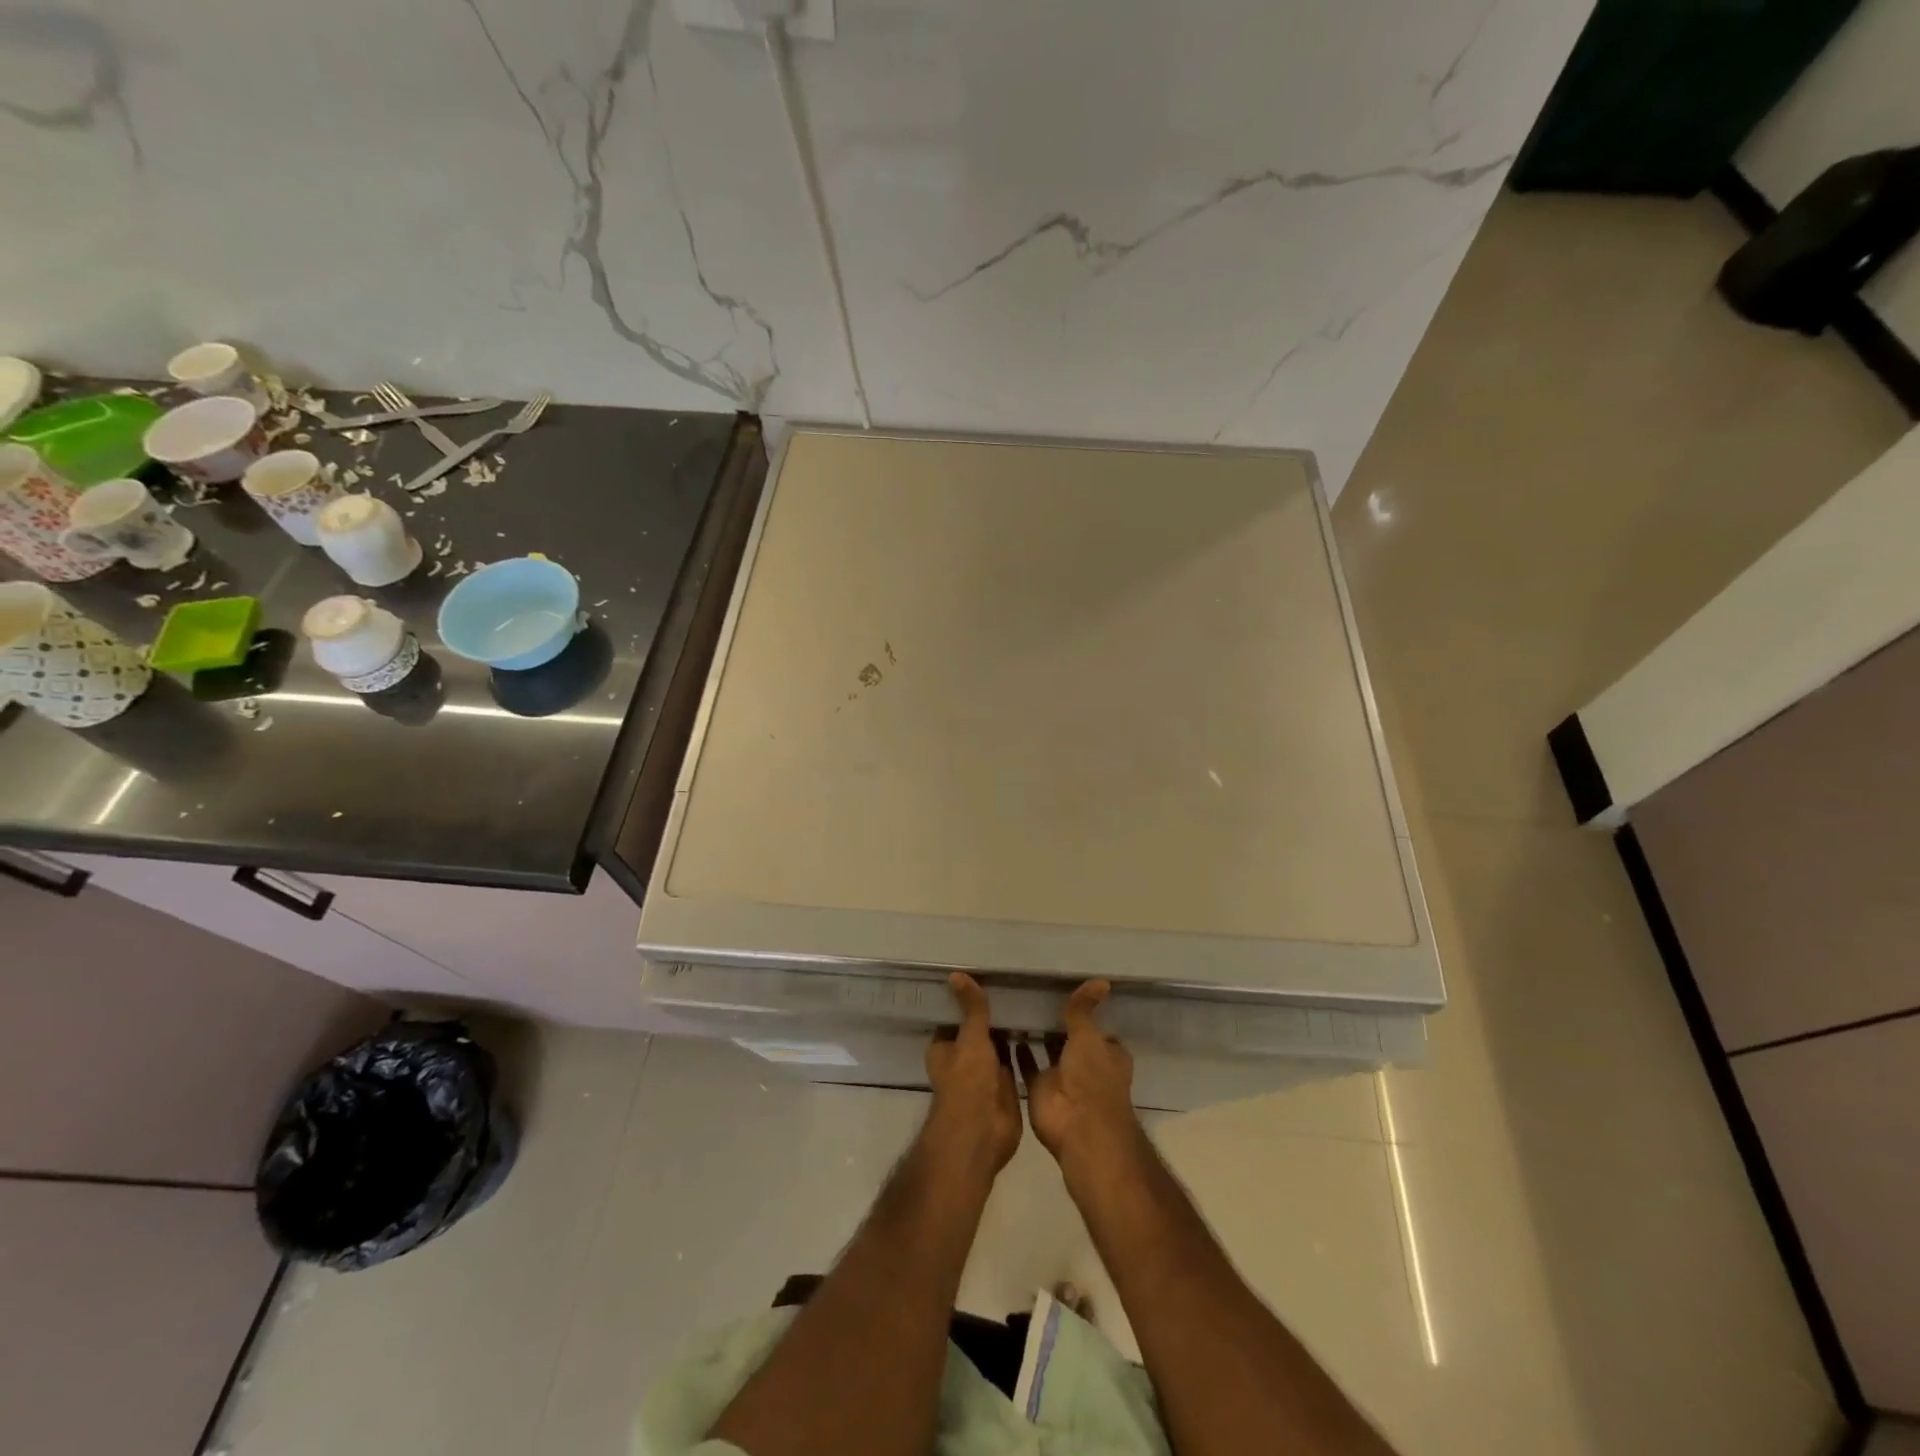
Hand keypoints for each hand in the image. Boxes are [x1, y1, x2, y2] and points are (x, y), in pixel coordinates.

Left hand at [923, 973, 1022, 1175]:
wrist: (983, 1132)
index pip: (955, 1017)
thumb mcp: (970, 1038)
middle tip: (1014, 985)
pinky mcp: (1006, 1086)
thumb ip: (971, 1008)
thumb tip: (956, 973)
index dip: (967, 1001)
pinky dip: (1024, 1048)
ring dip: (1009, 1031)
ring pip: (997, 1045)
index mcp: (944, 1048)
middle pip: (978, 1031)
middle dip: (992, 1015)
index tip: (984, 977)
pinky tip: (1040, 1028)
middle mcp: (963, 1060)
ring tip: (1029, 999)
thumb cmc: (968, 1081)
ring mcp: (985, 1074)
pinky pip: (1015, 1060)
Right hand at [1016, 981, 1142, 1174]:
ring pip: (1048, 1051)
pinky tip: (1003, 1030)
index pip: (1098, 1029)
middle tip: (1034, 992)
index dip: (1087, 1014)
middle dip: (1057, 1023)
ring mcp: (1062, 1077)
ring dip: (1036, 1036)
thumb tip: (1101, 979)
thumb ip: (1085, 1009)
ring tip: (1016, 1005)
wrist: (1077, 1128)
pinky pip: (1027, 1065)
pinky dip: (1018, 1052)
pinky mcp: (1039, 1088)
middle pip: (1071, 1039)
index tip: (1068, 991)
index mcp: (1107, 1054)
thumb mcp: (1089, 1036)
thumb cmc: (1092, 1079)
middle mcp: (1085, 1065)